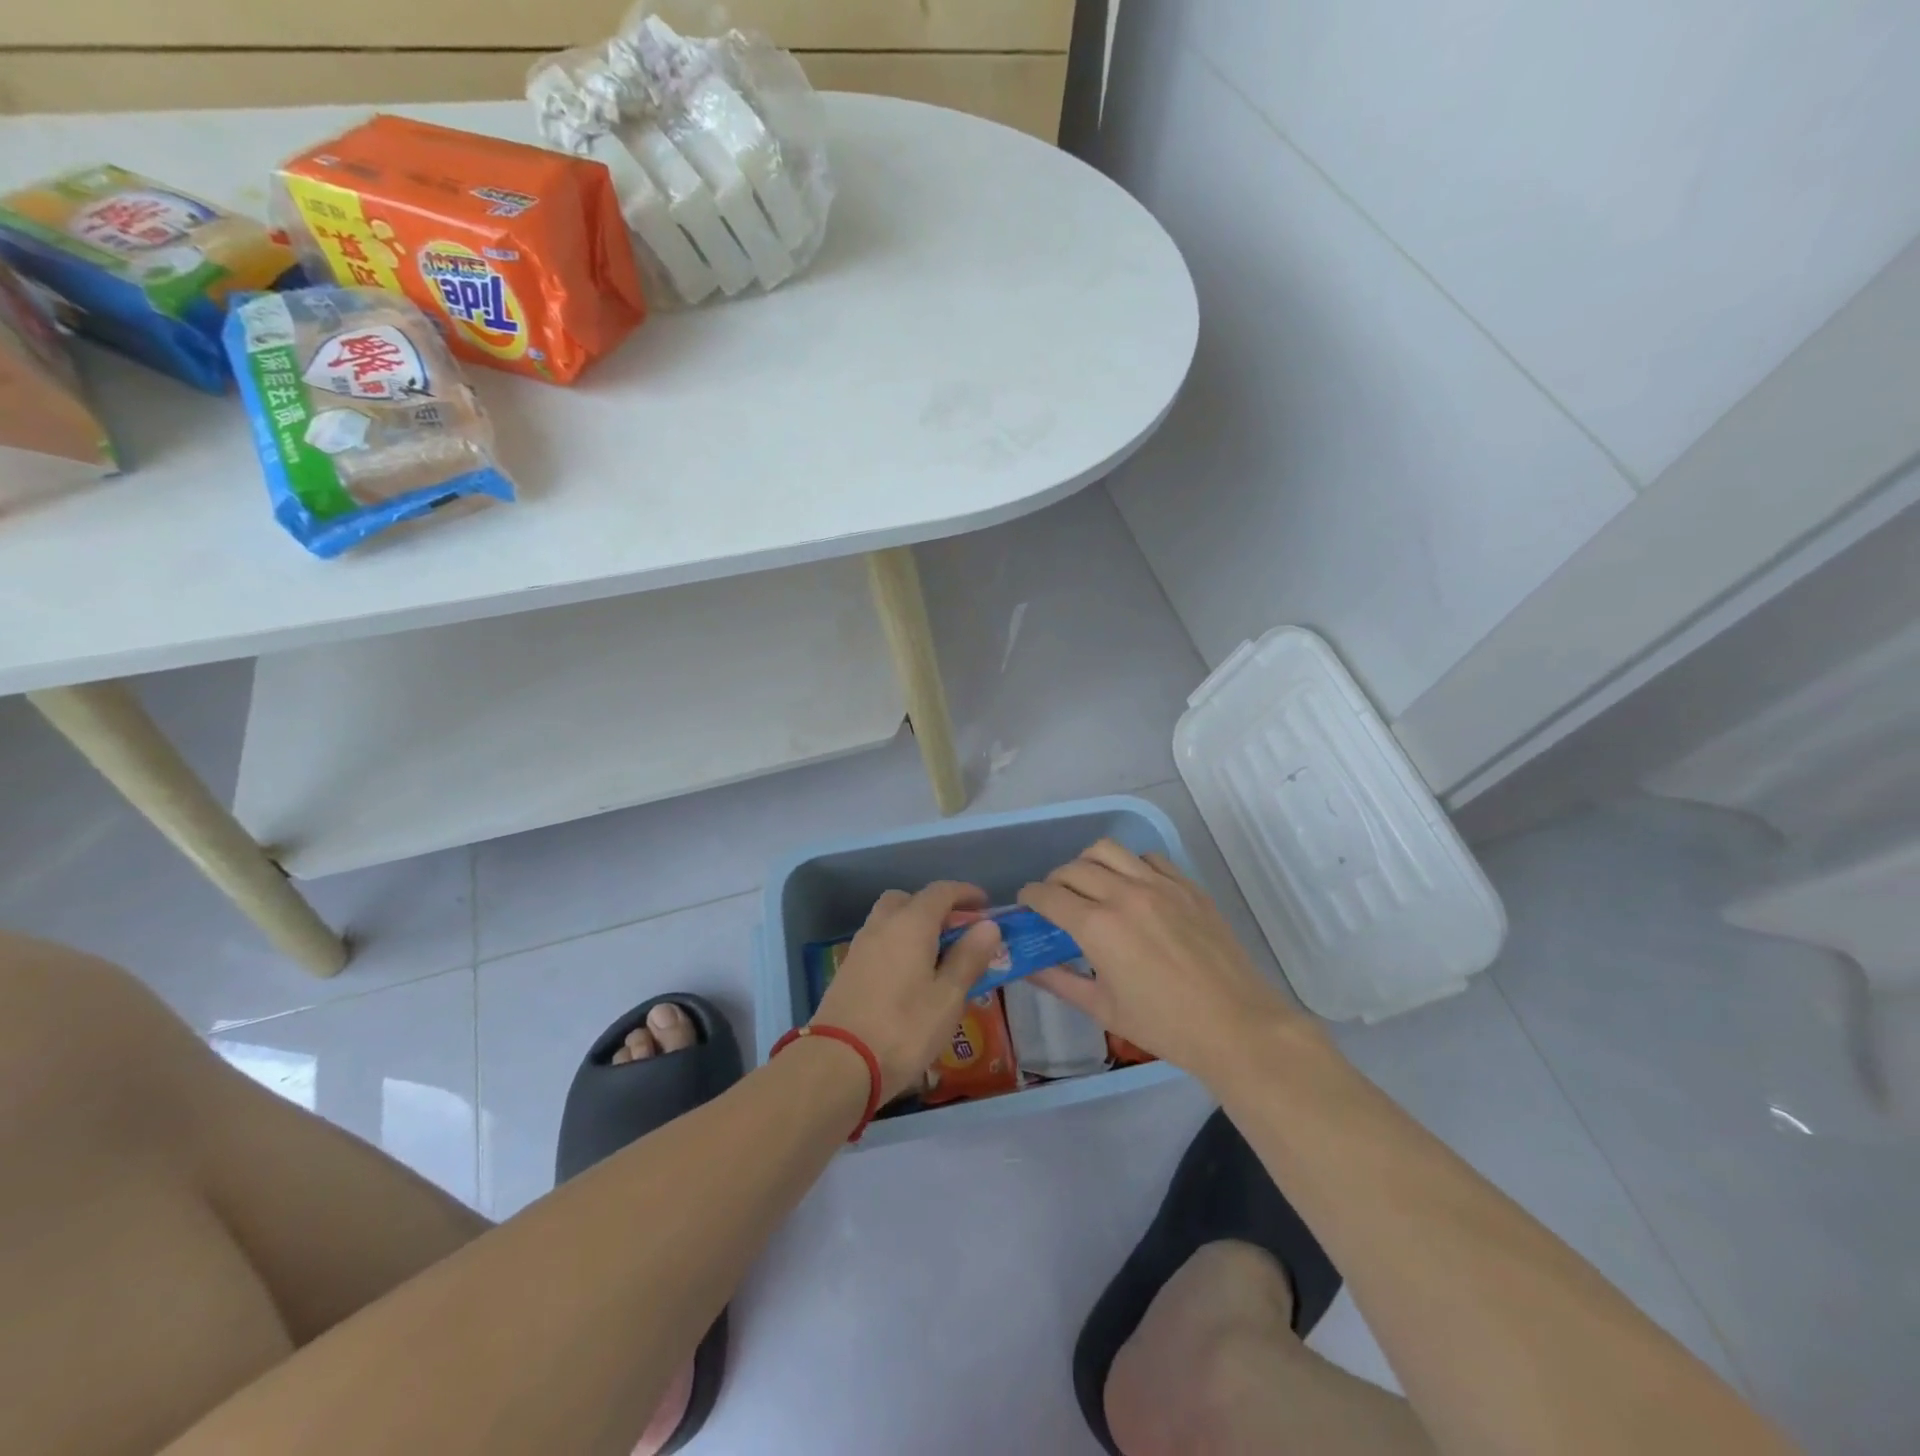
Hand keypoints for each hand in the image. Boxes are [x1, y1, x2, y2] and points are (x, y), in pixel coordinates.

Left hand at [812, 881, 1003, 1101]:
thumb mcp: (948, 997)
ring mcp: (860, 947)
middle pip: (909, 900)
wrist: (839, 1063)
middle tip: (956, 932)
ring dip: (913, 926)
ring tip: (936, 957)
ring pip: (889, 920)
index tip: (985, 905)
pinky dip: (897, 945)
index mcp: (911, 924)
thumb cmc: (904, 1029)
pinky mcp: (847, 970)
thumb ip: (968, 958)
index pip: (941, 892)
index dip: (965, 893)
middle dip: (934, 908)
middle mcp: (882, 925)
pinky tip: (909, 977)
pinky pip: (878, 942)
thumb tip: (988, 925)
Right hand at [1018, 839, 1307, 1082]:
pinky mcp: (1187, 885)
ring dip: (1089, 863)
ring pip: (1108, 850)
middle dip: (1055, 881)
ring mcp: (1159, 885)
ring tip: (1092, 884)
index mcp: (1098, 927)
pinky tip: (1135, 888)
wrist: (1236, 1025)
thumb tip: (1026, 966)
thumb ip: (1058, 981)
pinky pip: (1149, 857)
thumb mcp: (1102, 1009)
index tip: (1027, 904)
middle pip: (1073, 868)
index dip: (1030, 896)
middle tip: (1056, 900)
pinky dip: (1131, 865)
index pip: (1048, 894)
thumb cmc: (1164, 1026)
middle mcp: (1124, 894)